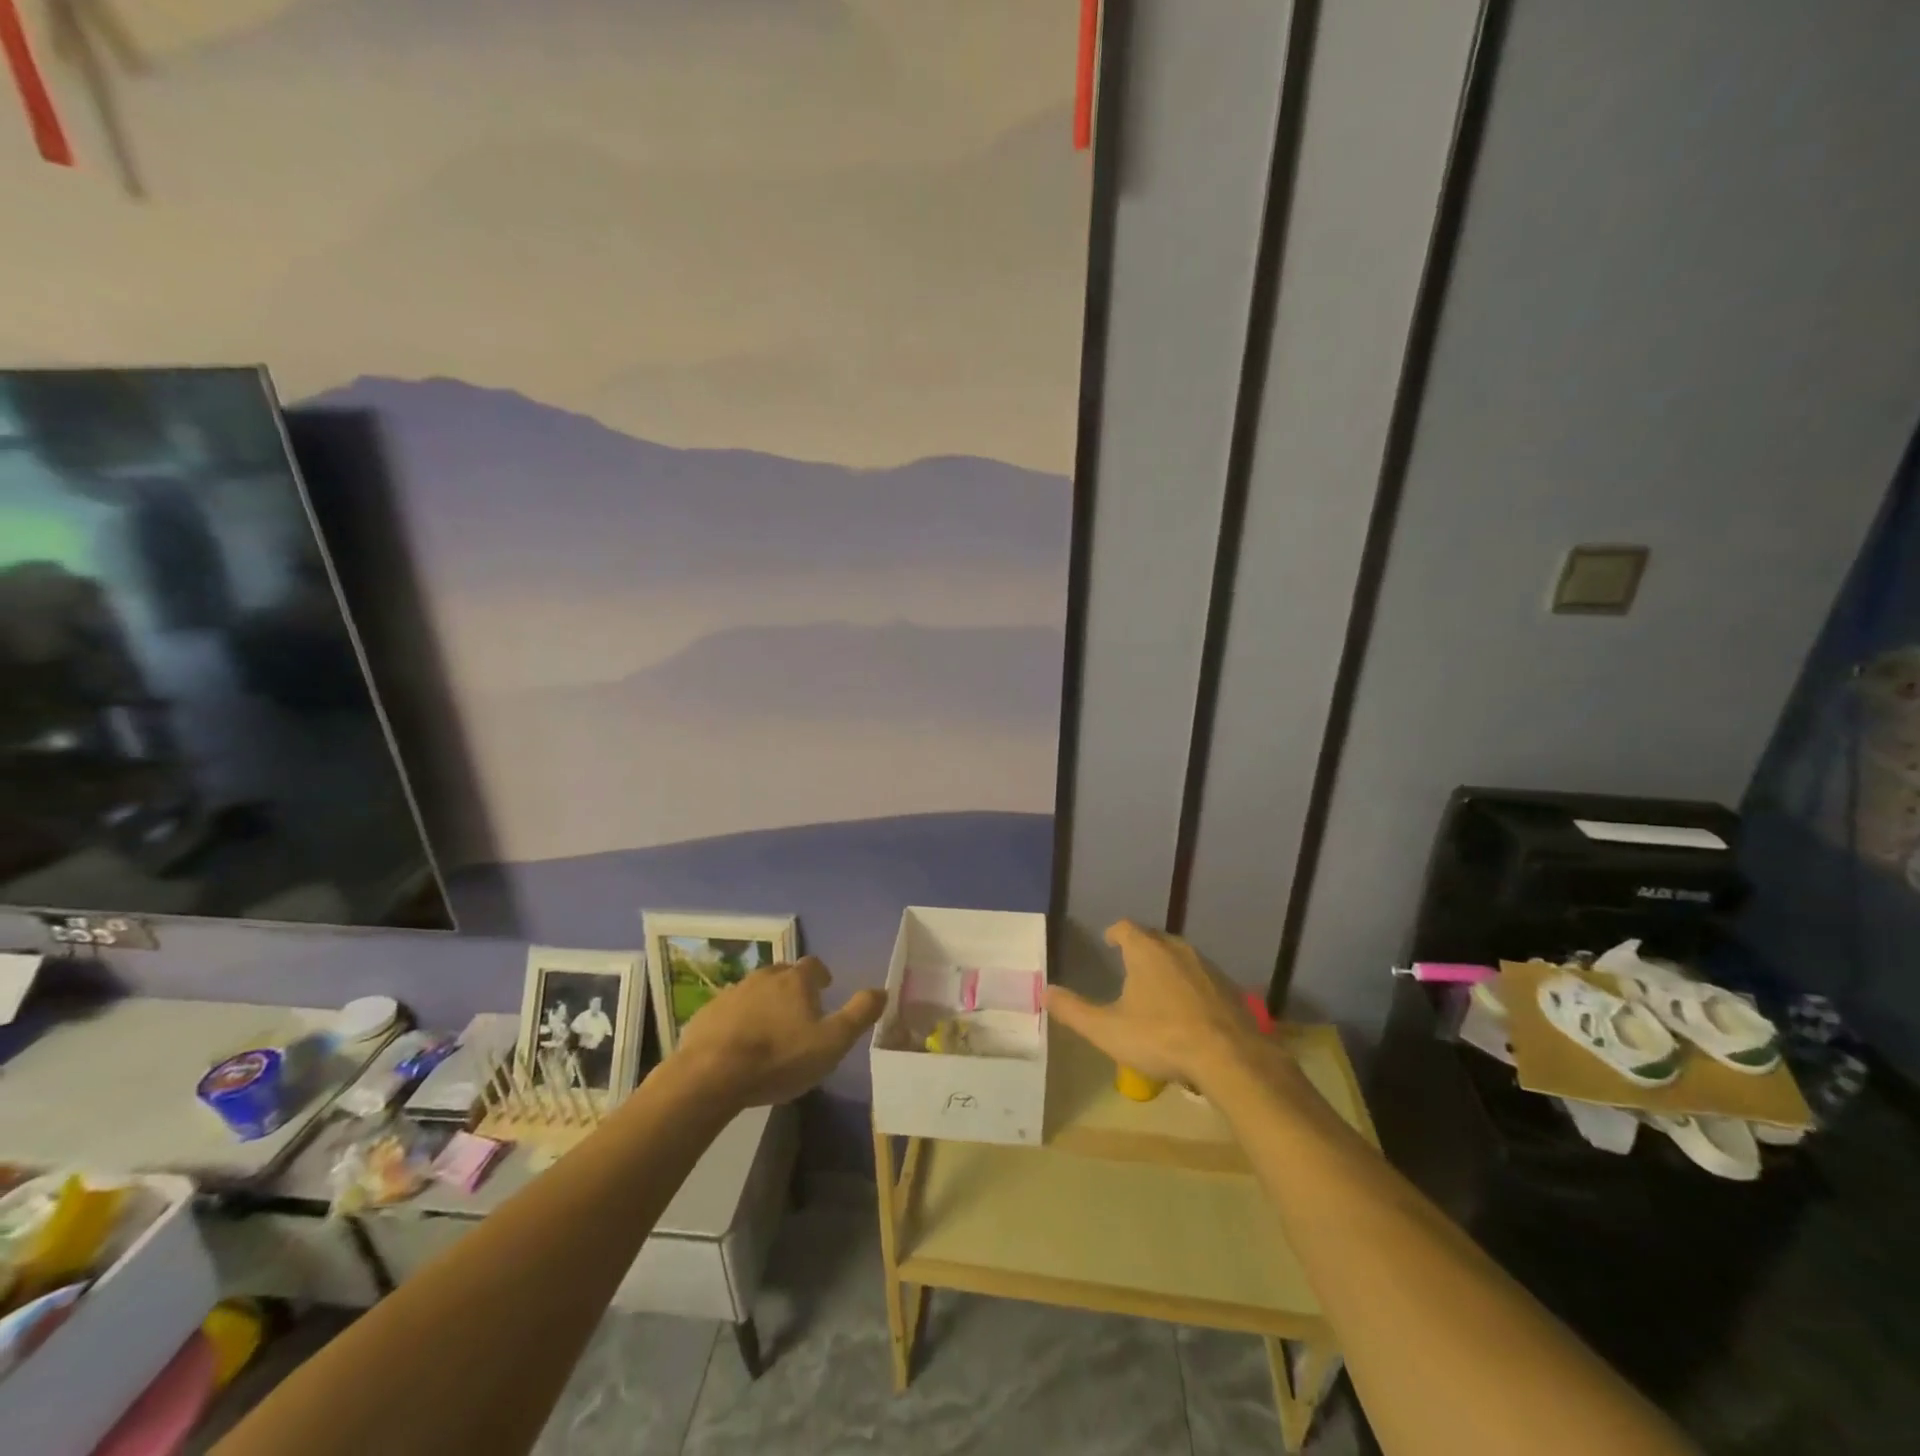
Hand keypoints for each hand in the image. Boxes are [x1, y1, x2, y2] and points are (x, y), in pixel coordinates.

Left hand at [674, 956, 885, 1108]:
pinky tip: (738, 1043)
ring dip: (763, 1003)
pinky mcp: (707, 1014)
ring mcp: (732, 993)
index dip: (820, 975)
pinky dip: (737, 1020)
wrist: (712, 1075)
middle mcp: (764, 977)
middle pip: (782, 973)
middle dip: (791, 987)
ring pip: (754, 990)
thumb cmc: (780, 1057)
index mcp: (796, 980)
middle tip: (798, 1011)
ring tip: (768, 1028)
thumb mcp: (832, 1042)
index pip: (813, 965)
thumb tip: (883, 990)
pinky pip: (728, 1011)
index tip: (824, 988)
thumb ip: (859, 1014)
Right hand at [1046, 920, 1265, 1089]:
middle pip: (1155, 938)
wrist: (1229, 1058)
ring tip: (1157, 985)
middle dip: (1141, 946)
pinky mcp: (1229, 989)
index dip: (1115, 933)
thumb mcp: (1107, 1029)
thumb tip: (1045, 992)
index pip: (1126, 927)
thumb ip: (1074, 1010)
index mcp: (1146, 952)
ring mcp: (1207, 967)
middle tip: (1129, 962)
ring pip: (1181, 956)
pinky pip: (1202, 978)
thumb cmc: (1161, 1037)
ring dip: (1167, 965)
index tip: (1108, 942)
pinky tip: (1188, 1009)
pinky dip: (1190, 985)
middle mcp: (1177, 949)